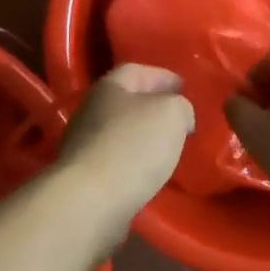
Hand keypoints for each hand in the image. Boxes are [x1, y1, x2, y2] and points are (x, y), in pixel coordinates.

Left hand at [57, 64, 195, 218]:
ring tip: (169, 146)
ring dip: (143, 136)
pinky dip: (134, 161)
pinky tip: (150, 172)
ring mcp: (84, 144)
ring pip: (120, 131)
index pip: (137, 71)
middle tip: (179, 118)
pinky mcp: (85, 175)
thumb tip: (179, 115)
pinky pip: (116, 159)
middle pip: (126, 101)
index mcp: (109, 87)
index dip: (162, 76)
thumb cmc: (133, 146)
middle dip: (153, 107)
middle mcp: (91, 110)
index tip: (185, 87)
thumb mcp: (171, 114)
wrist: (92, 200)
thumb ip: (180, 106)